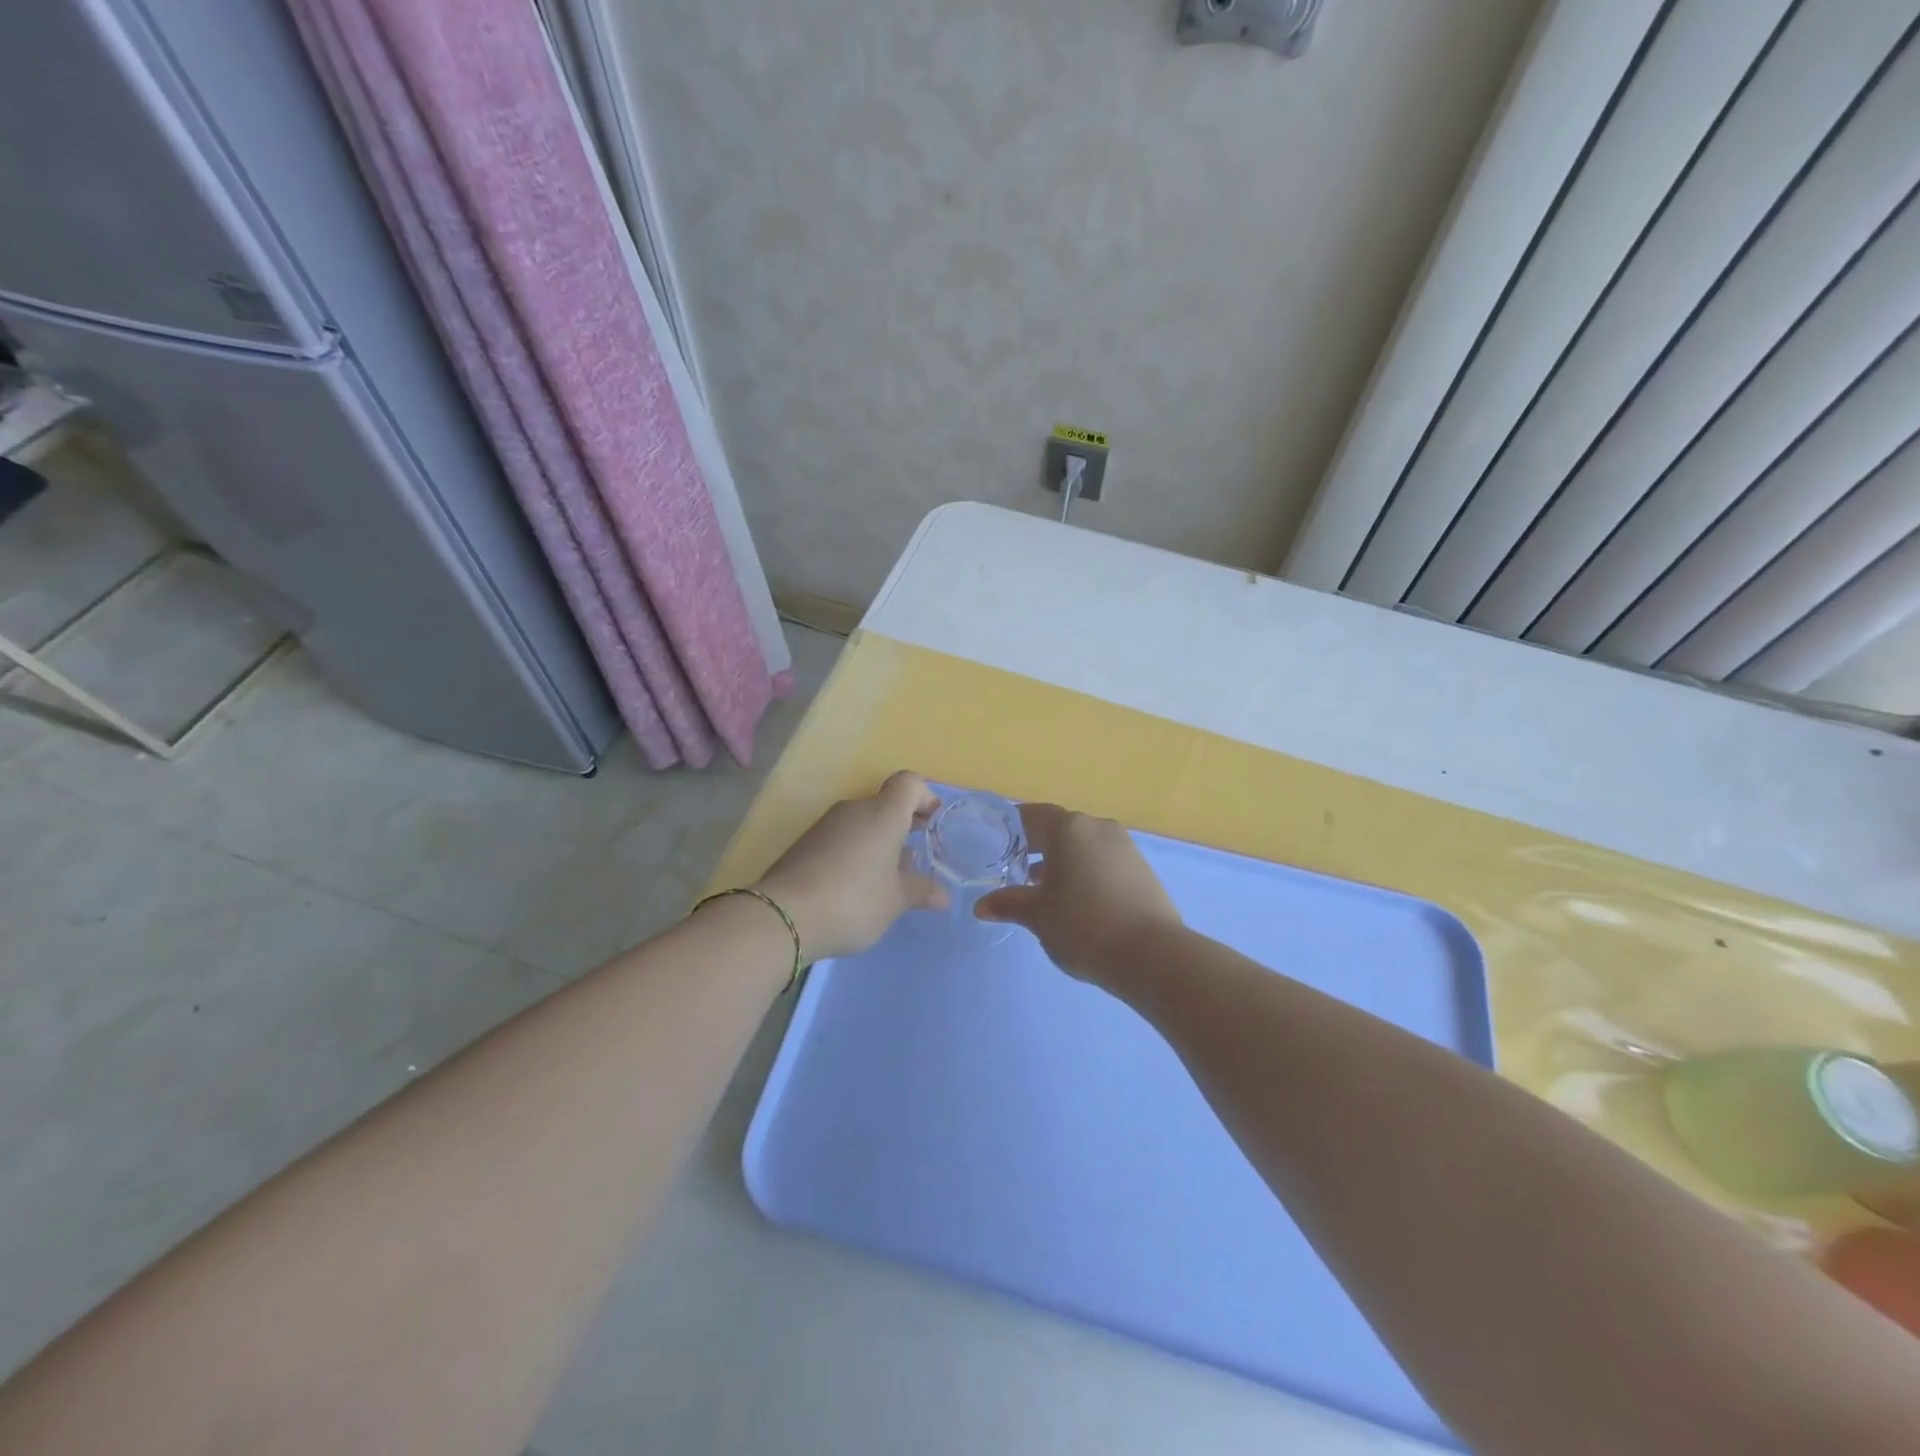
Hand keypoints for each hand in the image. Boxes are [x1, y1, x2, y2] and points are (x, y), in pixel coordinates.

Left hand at [754, 771, 947, 960]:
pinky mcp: (804, 844)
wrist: (783, 916)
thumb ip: (920, 891)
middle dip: (901, 825)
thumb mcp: (895, 901)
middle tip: (912, 857)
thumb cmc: (853, 900)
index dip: (924, 797)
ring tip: (884, 878)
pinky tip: (854, 886)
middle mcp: (854, 810)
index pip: (909, 783)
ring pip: (861, 823)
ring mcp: (825, 825)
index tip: (931, 822)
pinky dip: (853, 852)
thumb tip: (942, 894)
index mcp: (883, 814)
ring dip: (877, 842)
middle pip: (884, 804)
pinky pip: (840, 838)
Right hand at [975, 803, 1180, 982]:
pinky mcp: (1142, 869)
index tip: (999, 843)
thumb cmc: (1083, 925)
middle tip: (1017, 869)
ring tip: (1046, 890)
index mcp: (1069, 828)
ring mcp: (1125, 846)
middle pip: (1061, 828)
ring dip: (1064, 861)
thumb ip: (1009, 904)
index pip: (1034, 814)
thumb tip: (981, 906)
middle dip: (1038, 846)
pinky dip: (1087, 871)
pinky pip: (1104, 860)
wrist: (1151, 955)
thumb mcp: (1038, 915)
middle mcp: (1098, 827)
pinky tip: (1078, 900)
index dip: (1015, 827)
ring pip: (1084, 845)